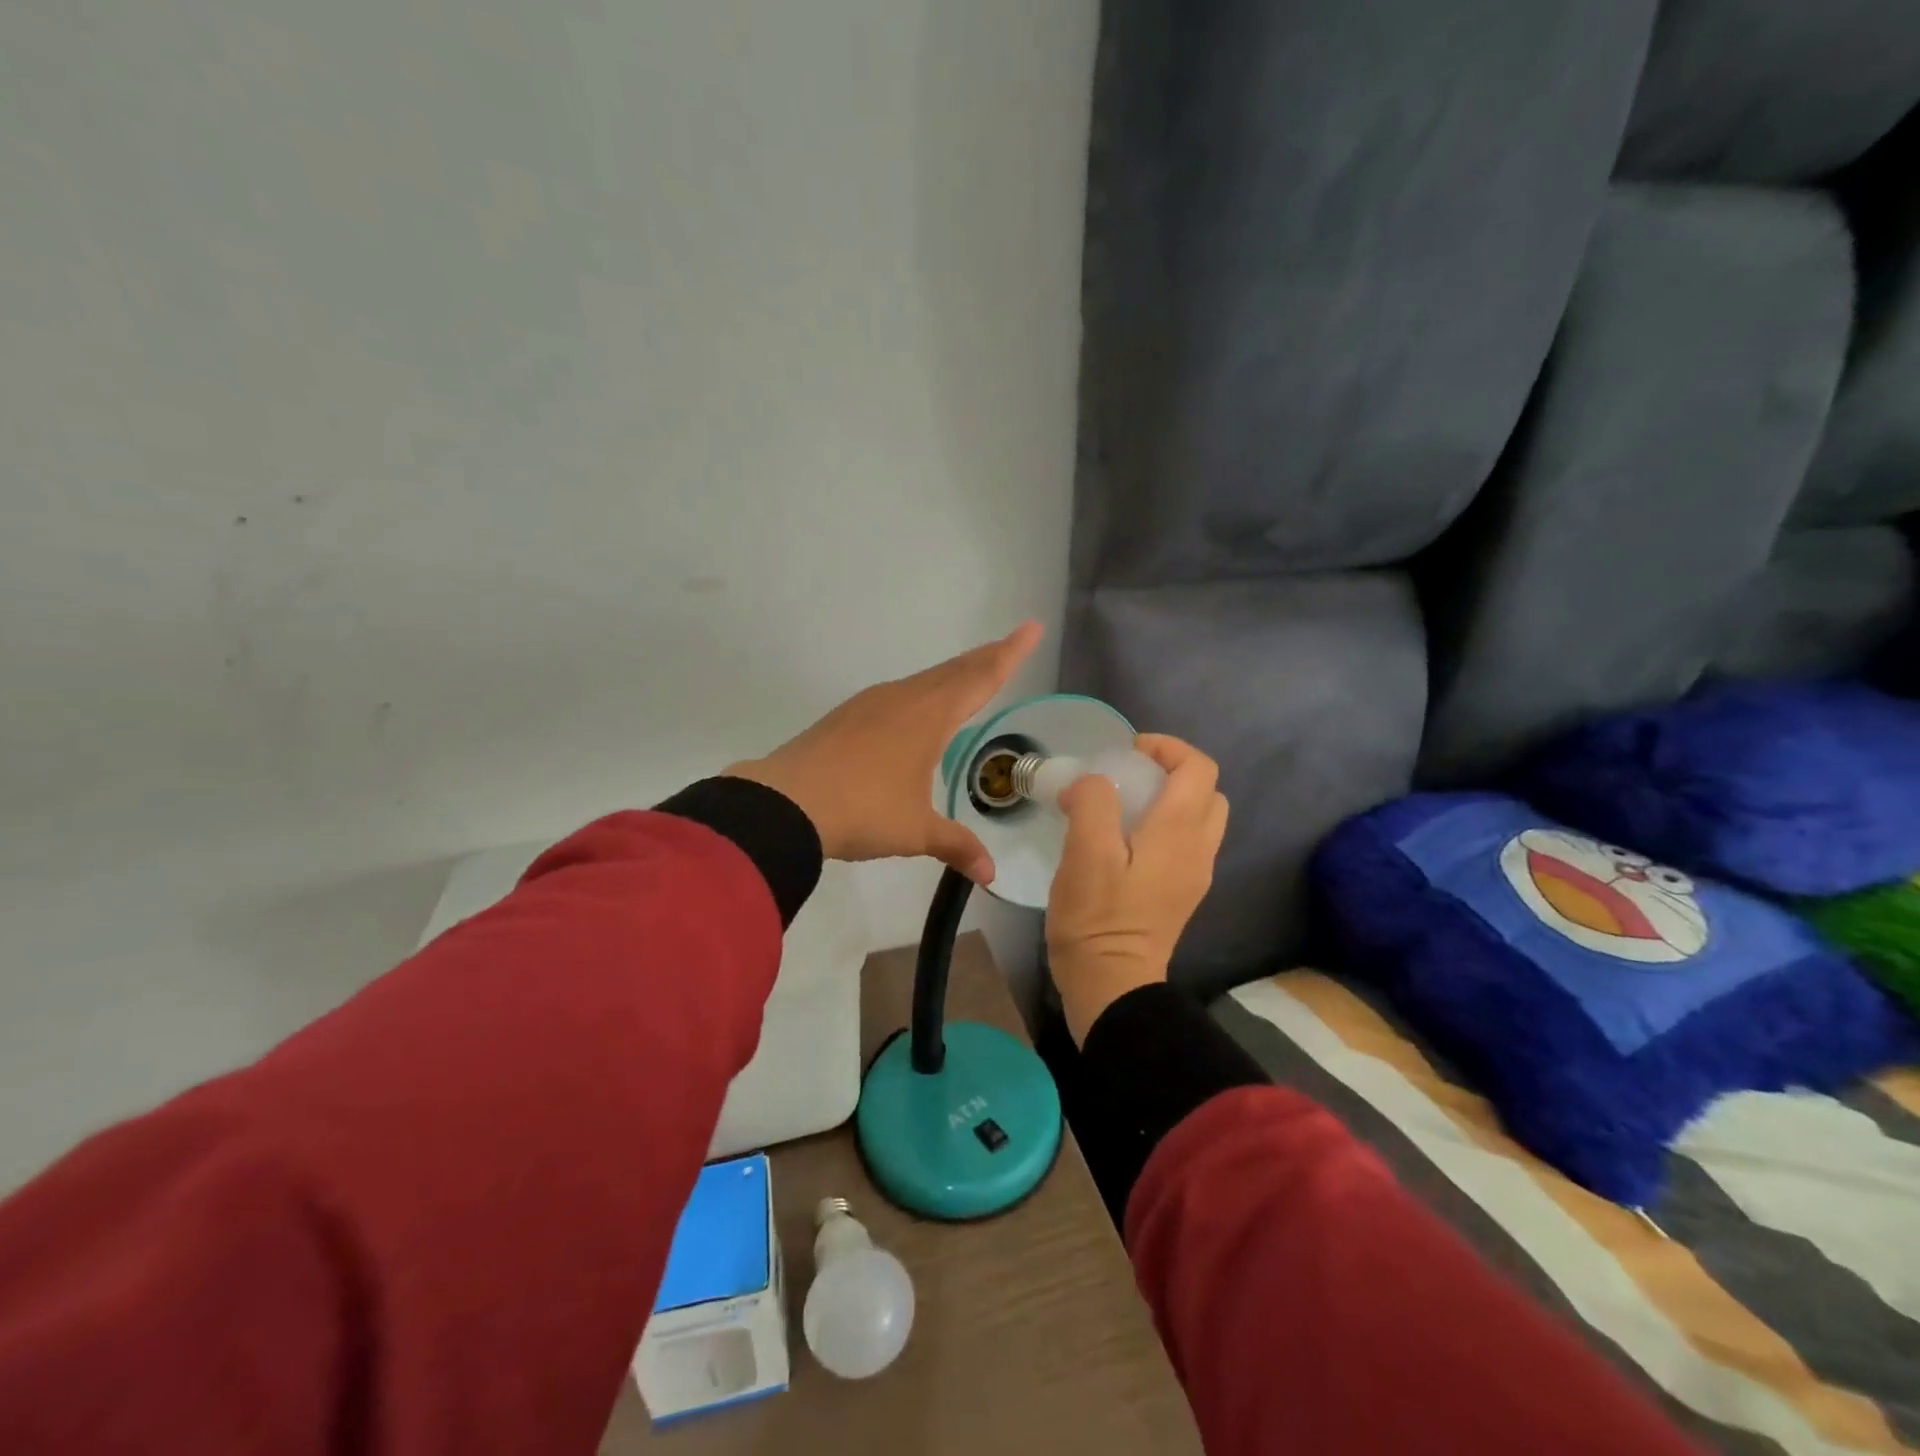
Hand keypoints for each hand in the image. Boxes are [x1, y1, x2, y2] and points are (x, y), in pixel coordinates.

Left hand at [726, 622, 1042, 884]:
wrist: (785, 803)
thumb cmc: (863, 811)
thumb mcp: (915, 831)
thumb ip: (956, 846)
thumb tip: (990, 874)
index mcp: (930, 716)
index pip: (981, 678)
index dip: (1010, 654)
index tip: (1031, 628)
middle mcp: (903, 699)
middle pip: (954, 671)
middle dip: (986, 658)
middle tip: (1010, 647)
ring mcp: (870, 704)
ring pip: (923, 681)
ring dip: (951, 676)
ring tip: (969, 677)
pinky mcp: (846, 716)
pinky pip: (897, 695)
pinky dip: (921, 694)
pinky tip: (914, 711)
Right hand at [1046, 735, 1228, 1043]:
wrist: (1111, 984)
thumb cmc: (1097, 916)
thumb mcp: (1085, 852)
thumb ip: (1093, 803)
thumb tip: (1093, 783)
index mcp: (1179, 832)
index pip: (1198, 768)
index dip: (1167, 748)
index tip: (1127, 753)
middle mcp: (1198, 849)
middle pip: (1206, 791)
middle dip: (1171, 772)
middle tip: (1127, 777)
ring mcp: (1193, 875)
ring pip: (1198, 818)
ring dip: (1168, 800)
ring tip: (1122, 807)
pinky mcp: (1180, 894)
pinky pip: (1184, 844)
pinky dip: (1163, 827)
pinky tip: (1122, 842)